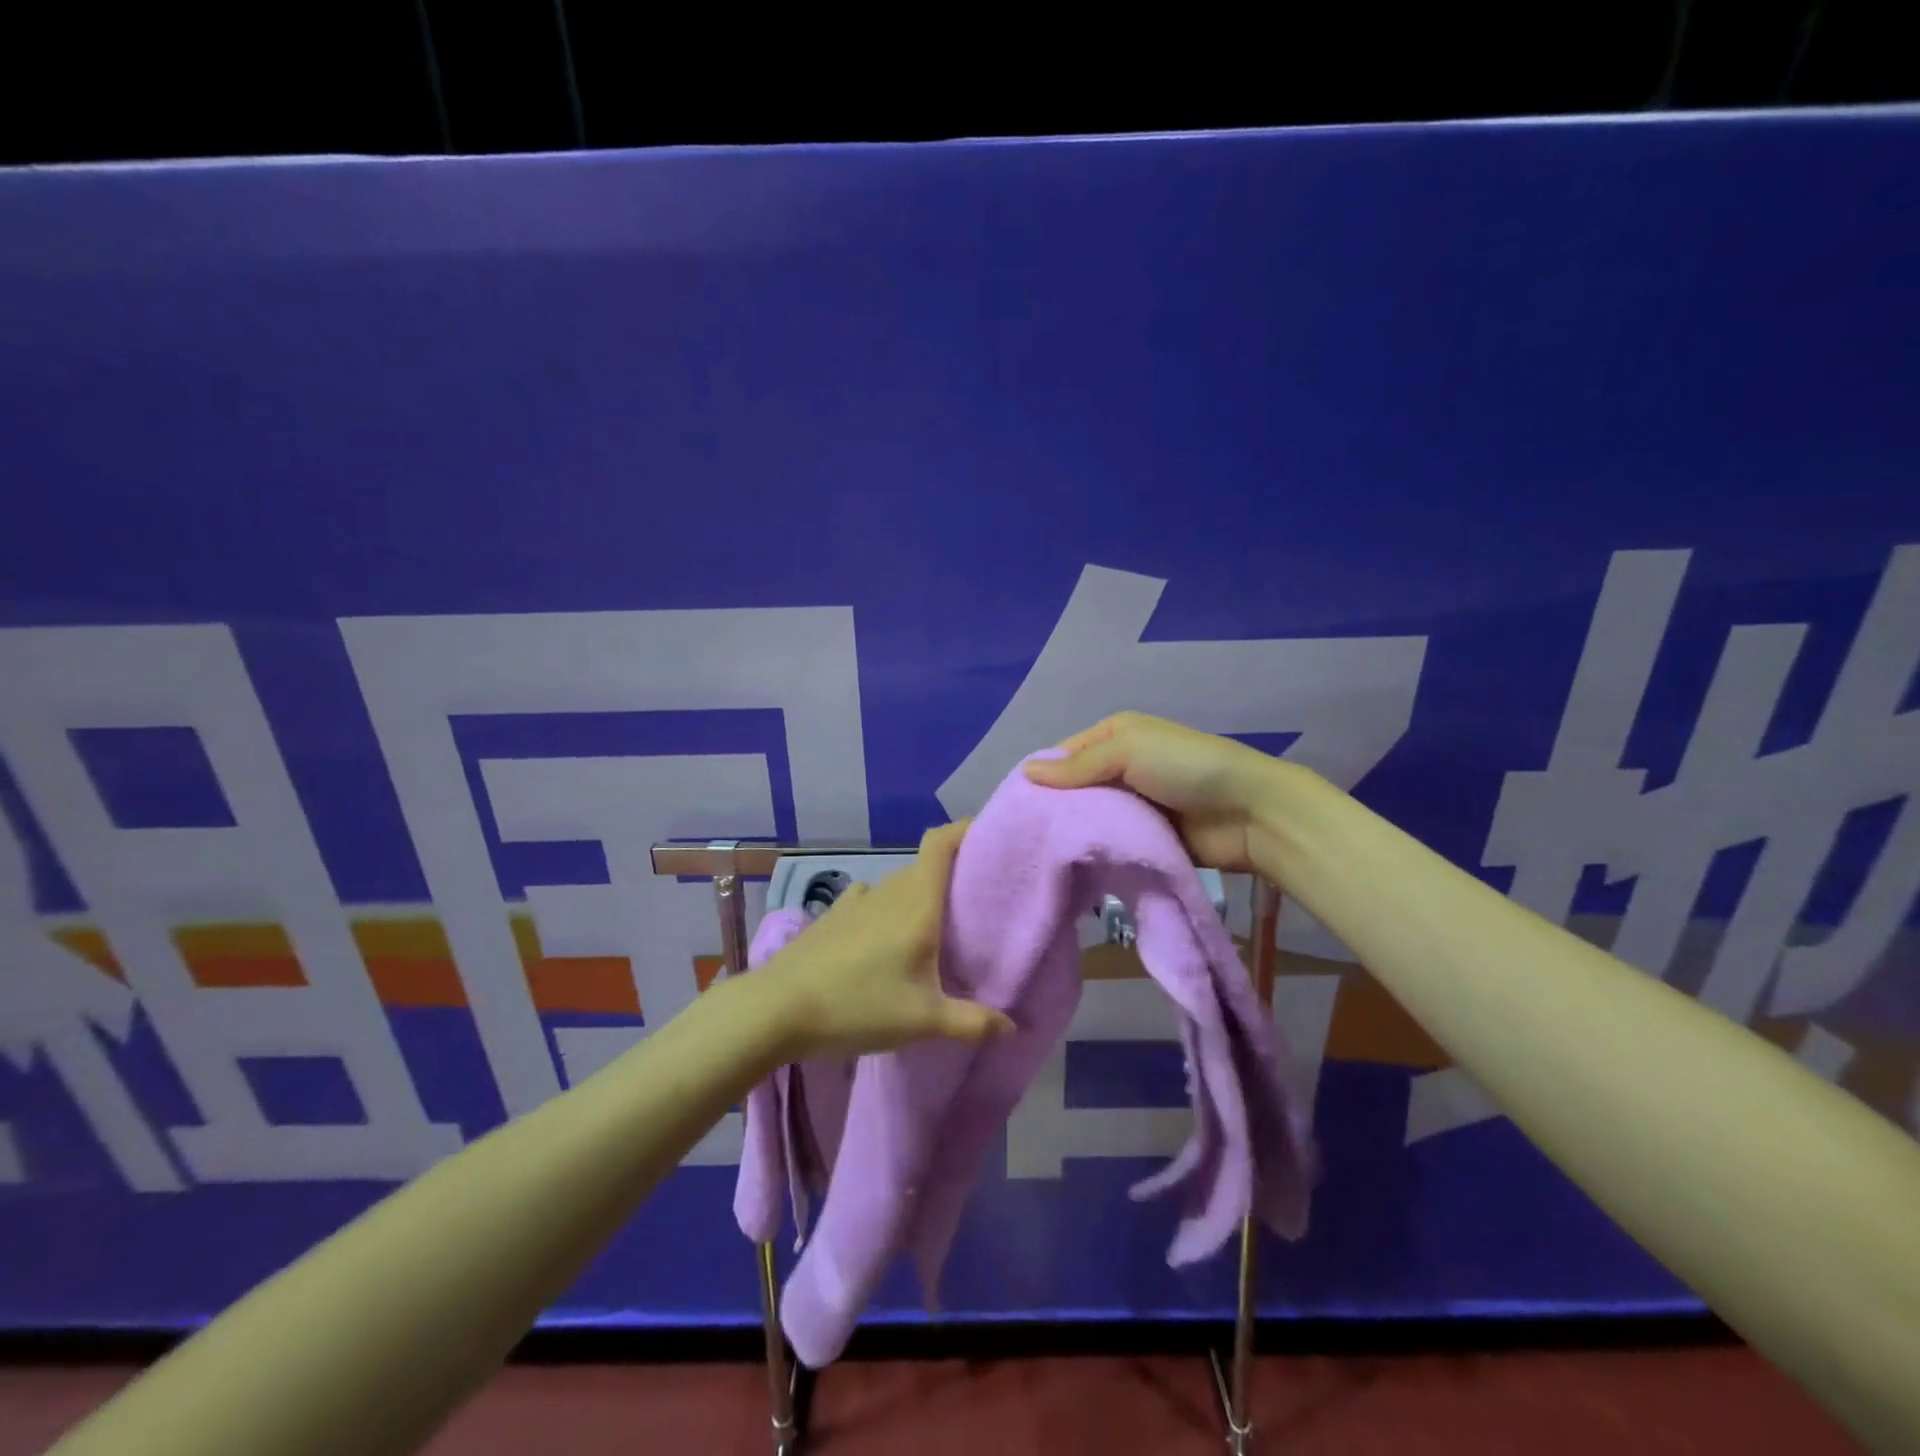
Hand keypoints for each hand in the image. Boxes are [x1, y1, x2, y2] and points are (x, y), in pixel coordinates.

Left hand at [767, 822, 1015, 1058]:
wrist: (777, 1009)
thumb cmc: (858, 1005)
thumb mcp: (922, 1021)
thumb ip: (972, 1022)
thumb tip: (1013, 1027)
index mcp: (917, 901)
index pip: (942, 842)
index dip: (966, 830)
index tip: (990, 839)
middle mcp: (888, 889)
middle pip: (927, 867)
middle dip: (953, 878)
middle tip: (978, 906)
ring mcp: (857, 900)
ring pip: (900, 886)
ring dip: (920, 899)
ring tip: (937, 931)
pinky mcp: (834, 916)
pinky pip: (873, 902)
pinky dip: (889, 911)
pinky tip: (887, 942)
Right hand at [1023, 711, 1282, 872]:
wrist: (1250, 812)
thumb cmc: (1186, 768)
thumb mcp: (1128, 750)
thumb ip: (1078, 765)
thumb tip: (1025, 772)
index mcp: (1115, 736)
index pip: (1065, 755)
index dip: (1041, 777)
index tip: (1015, 807)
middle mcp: (1121, 768)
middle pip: (1076, 789)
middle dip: (1054, 810)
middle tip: (1023, 839)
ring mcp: (1135, 805)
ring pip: (1091, 819)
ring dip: (1074, 834)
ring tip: (1041, 857)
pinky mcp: (1147, 838)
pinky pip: (1112, 843)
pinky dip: (1097, 852)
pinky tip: (1073, 867)